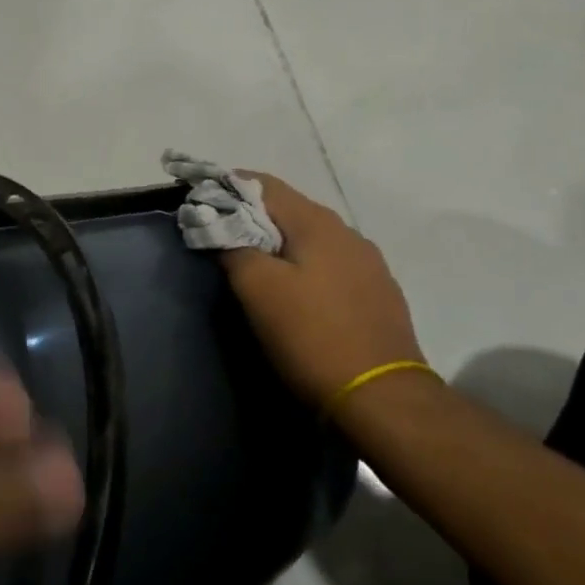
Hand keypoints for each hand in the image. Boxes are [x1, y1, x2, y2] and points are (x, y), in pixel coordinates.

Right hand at [221, 174, 425, 409]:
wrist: (383, 401)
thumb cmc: (312, 336)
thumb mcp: (257, 289)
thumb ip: (233, 247)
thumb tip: (220, 226)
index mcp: (317, 222)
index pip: (263, 184)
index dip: (228, 187)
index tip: (200, 202)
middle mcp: (347, 233)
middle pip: (288, 209)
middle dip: (251, 217)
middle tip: (219, 237)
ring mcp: (369, 264)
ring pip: (310, 239)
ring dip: (279, 244)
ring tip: (253, 266)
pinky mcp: (378, 295)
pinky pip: (330, 265)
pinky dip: (303, 267)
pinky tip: (294, 293)